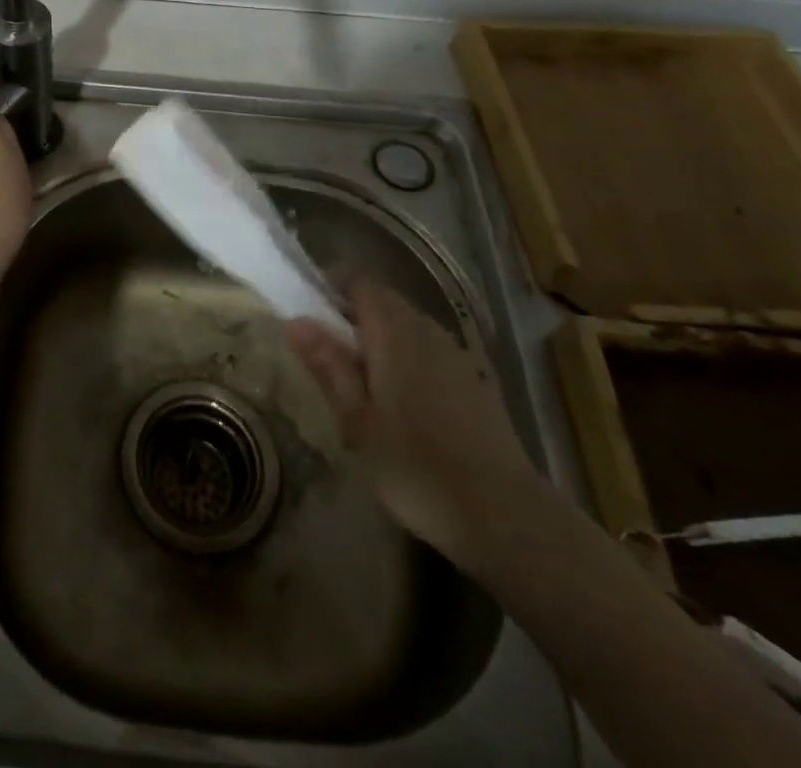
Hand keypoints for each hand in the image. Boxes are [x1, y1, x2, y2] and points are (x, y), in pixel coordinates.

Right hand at [286, 282, 538, 565]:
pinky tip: (406, 406)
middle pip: (385, 303)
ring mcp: (457, 355)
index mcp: (395, 332)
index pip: (360, 283)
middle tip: (332, 362)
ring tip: (366, 387)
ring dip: (383, 341)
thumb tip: (295, 320)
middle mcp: (428, 331)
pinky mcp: (476, 381)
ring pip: (409, 327)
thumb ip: (328, 366)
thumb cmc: (416, 468)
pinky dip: (410, 361)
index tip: (313, 320)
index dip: (333, 291)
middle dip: (355, 319)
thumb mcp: (357, 421)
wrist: (504, 516)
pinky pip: (432, 352)